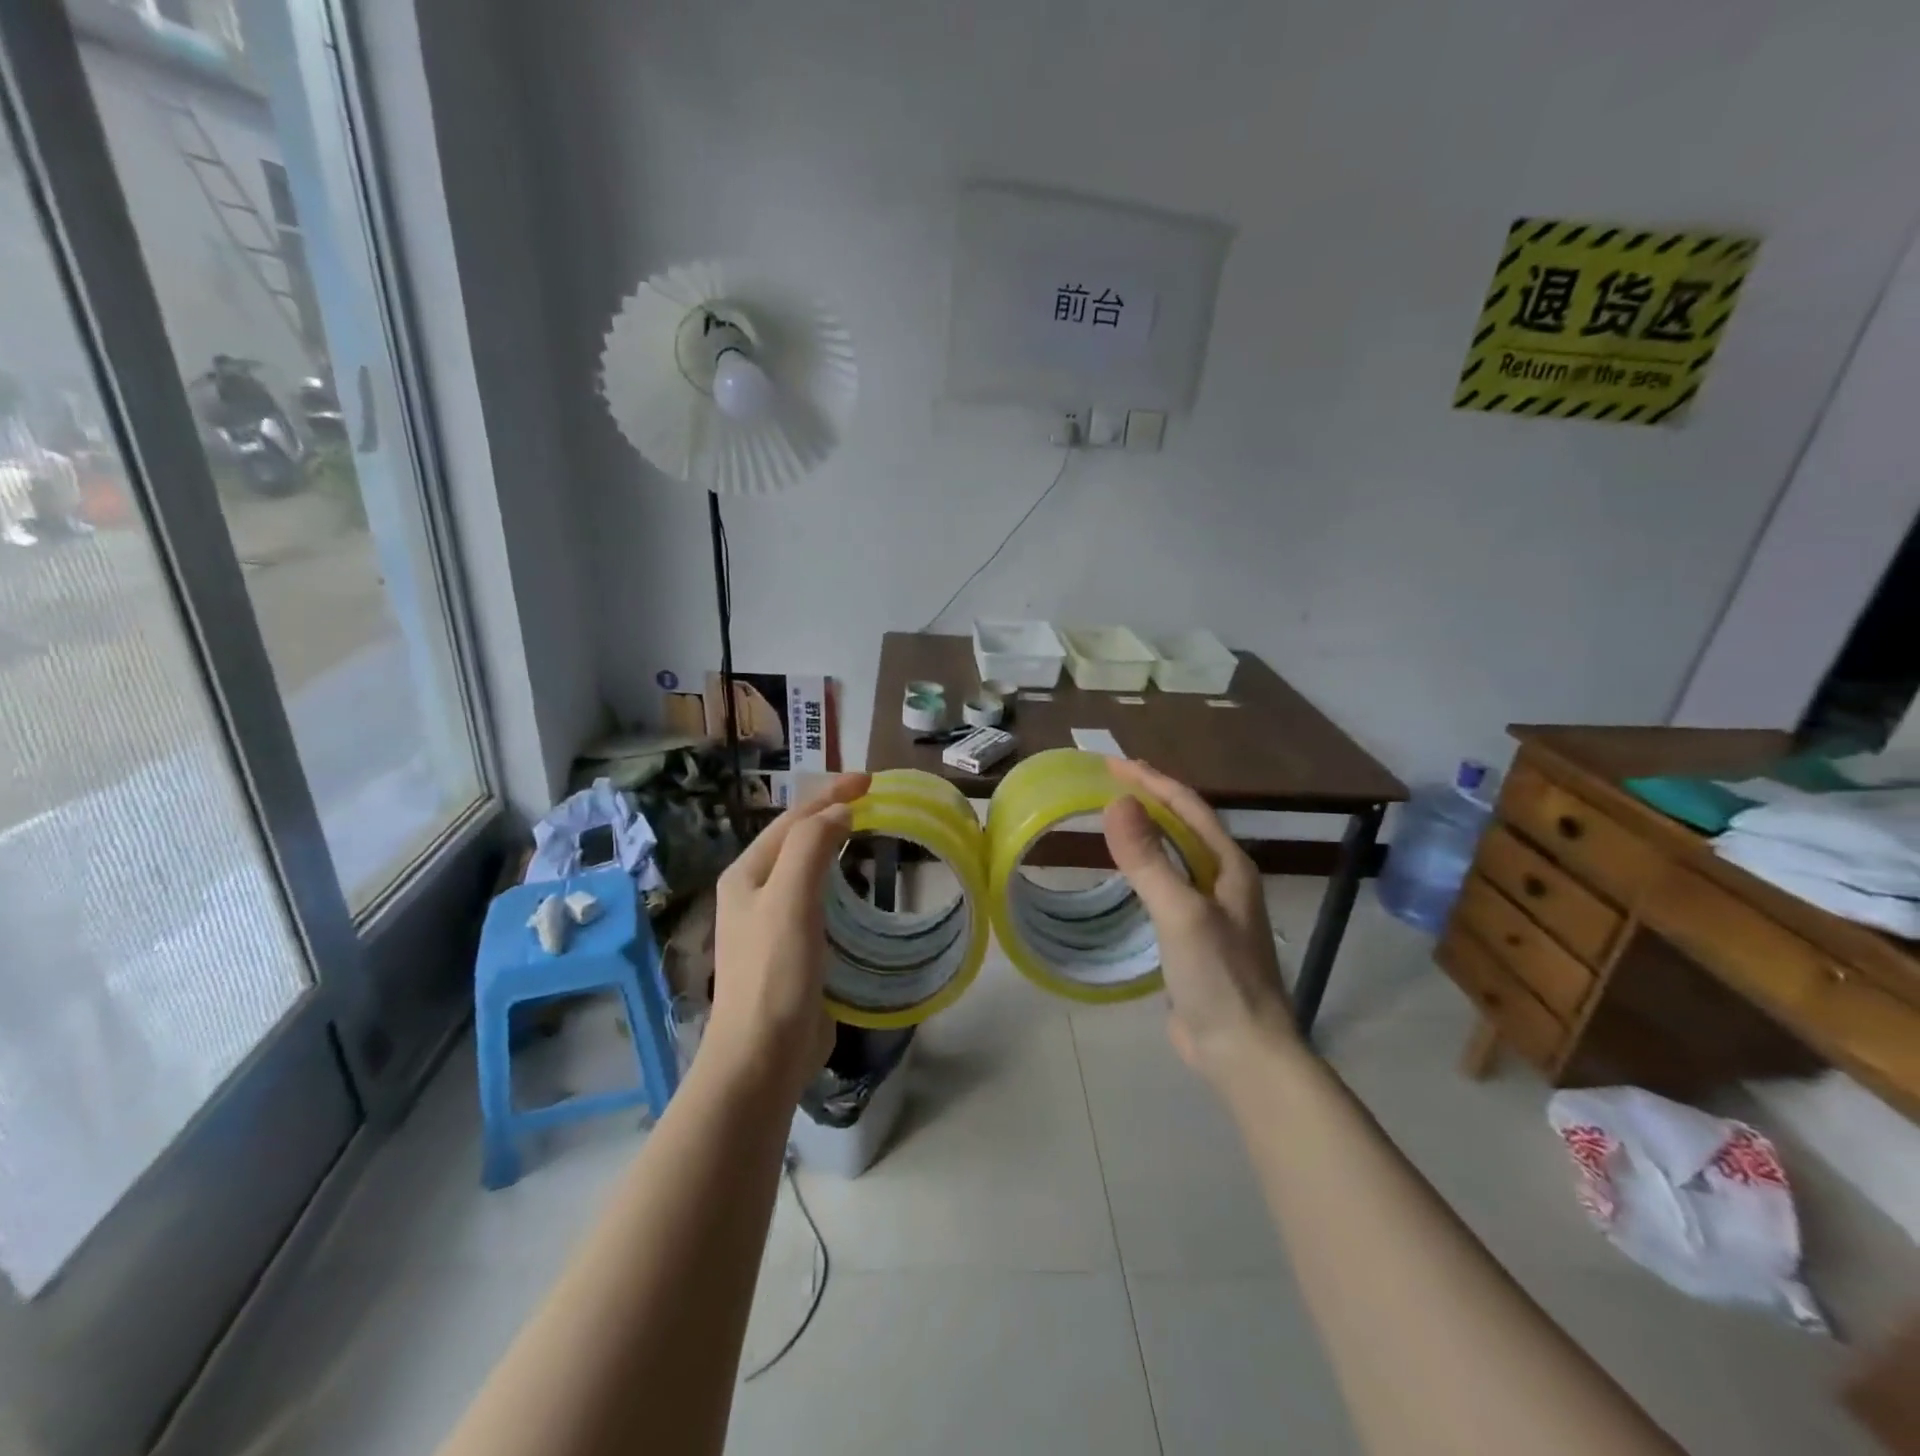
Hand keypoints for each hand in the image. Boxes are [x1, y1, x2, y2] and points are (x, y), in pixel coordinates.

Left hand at [706, 773, 870, 1098]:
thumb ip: (811, 846)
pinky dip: (839, 881)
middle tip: (873, 800)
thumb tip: (838, 812)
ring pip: (807, 869)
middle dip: (830, 813)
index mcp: (747, 874)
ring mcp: (771, 923)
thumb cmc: (775, 973)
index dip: (830, 794)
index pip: (793, 819)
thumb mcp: (789, 899)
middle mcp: (754, 893)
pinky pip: (818, 901)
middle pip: (796, 839)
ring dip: (835, 845)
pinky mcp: (791, 950)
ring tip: (868, 832)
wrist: (762, 1057)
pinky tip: (858, 888)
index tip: (871, 780)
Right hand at [1101, 759, 1300, 1082]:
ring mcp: (1211, 909)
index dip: (1151, 781)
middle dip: (1150, 798)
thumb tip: (1116, 803)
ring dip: (1148, 830)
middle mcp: (1224, 880)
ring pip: (1177, 855)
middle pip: (1185, 825)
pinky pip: (1167, 885)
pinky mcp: (1194, 936)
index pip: (1188, 806)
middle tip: (1109, 781)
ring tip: (1114, 816)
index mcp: (1229, 866)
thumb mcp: (1180, 913)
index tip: (1112, 763)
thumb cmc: (1219, 977)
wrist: (1243, 1051)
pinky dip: (1145, 866)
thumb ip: (1149, 859)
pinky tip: (1127, 873)